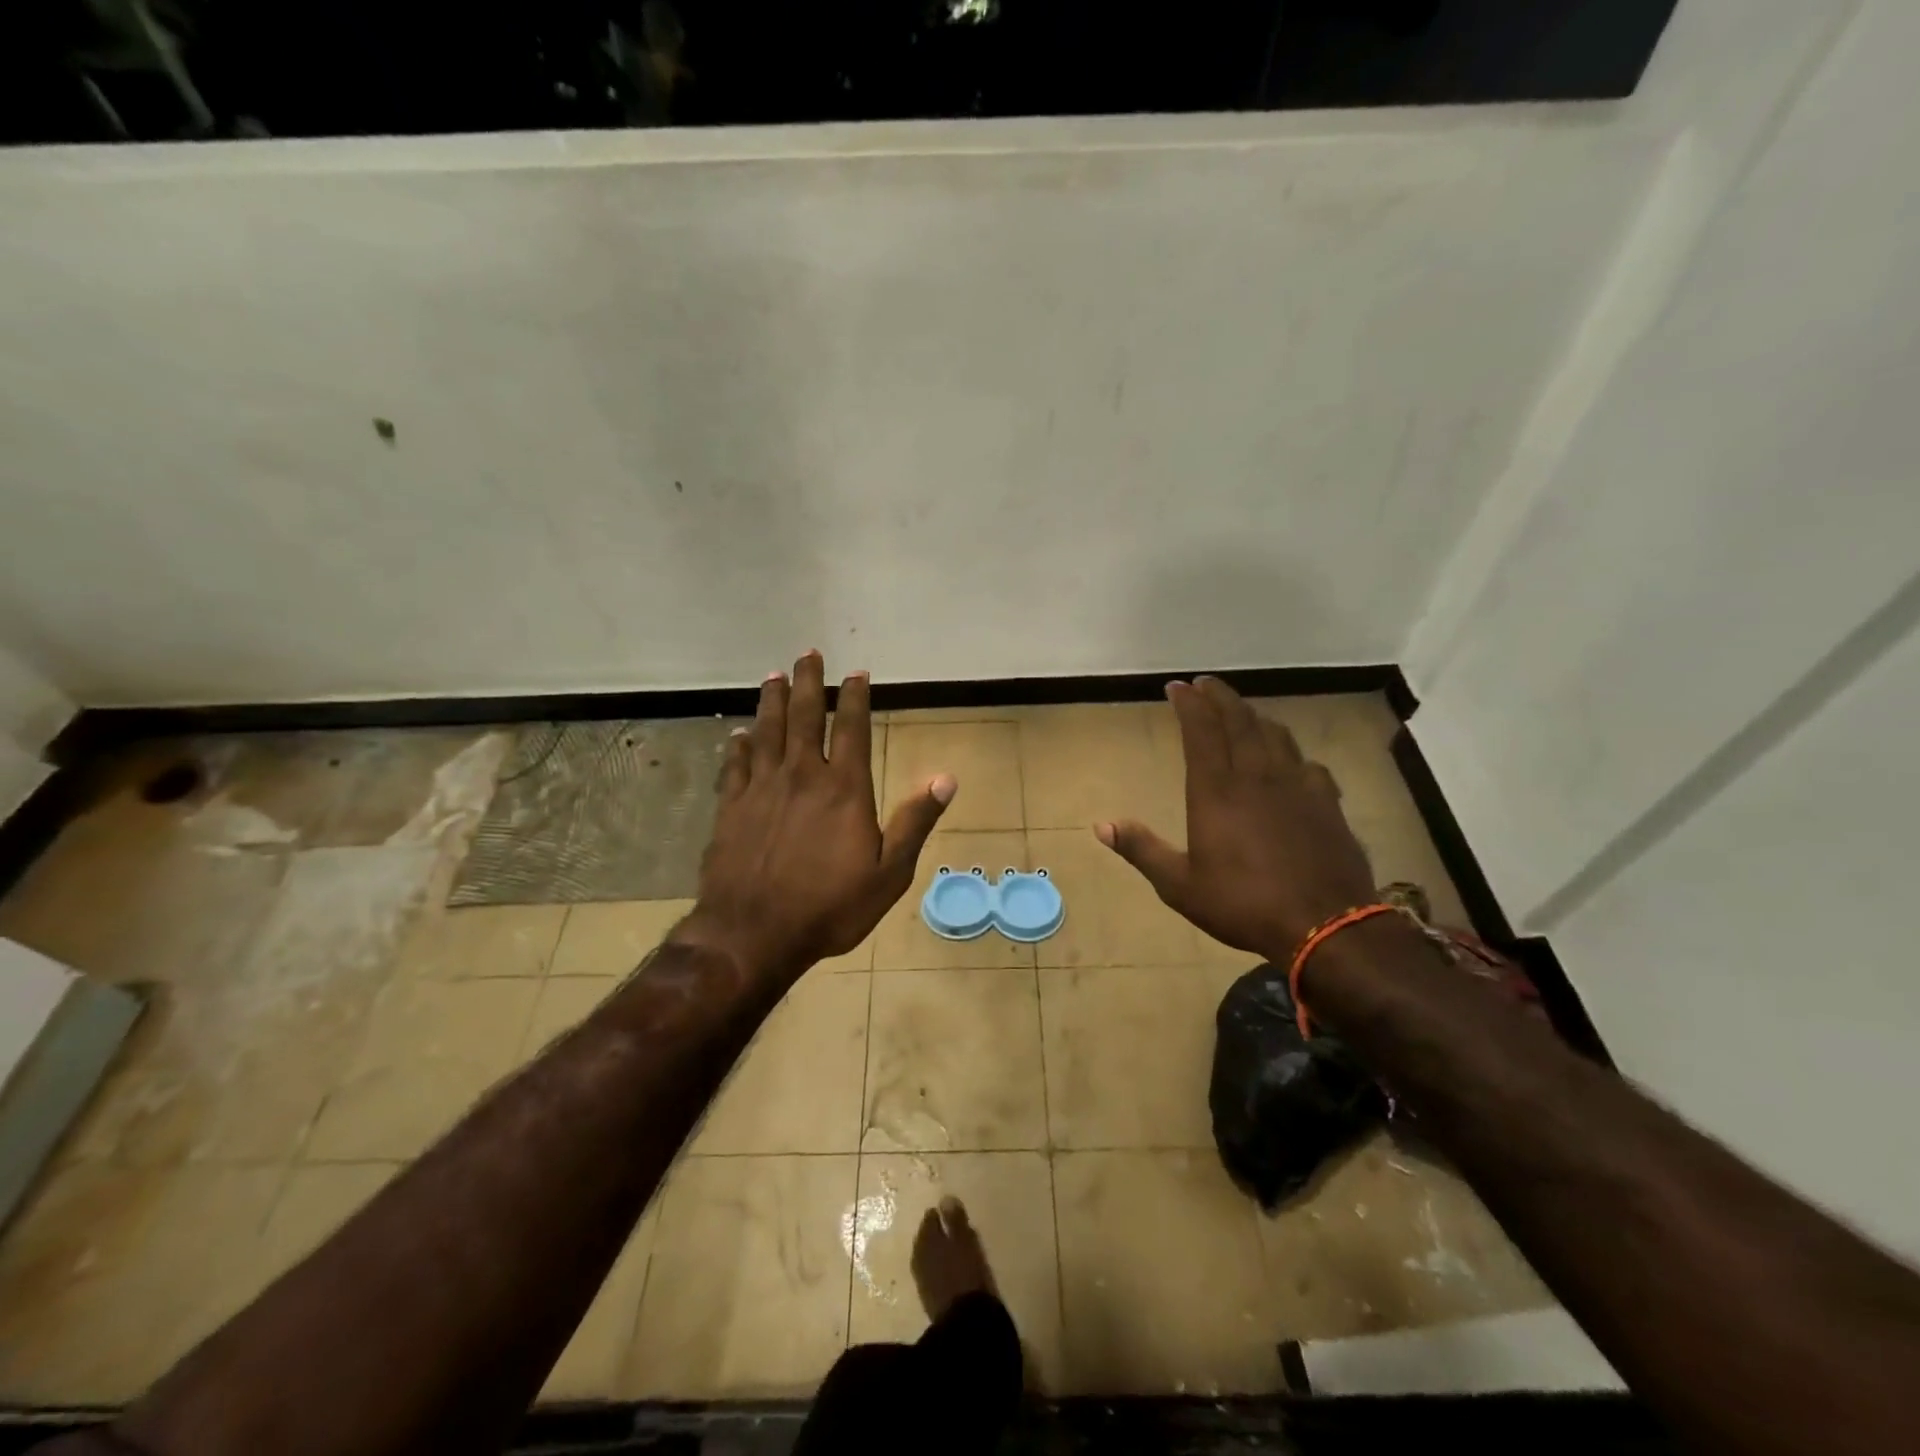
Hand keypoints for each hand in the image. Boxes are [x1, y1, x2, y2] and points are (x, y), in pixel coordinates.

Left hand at [671, 651, 955, 981]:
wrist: (754, 933)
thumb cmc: (830, 906)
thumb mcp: (890, 872)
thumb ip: (915, 821)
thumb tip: (946, 777)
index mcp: (844, 788)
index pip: (851, 728)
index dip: (855, 697)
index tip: (856, 673)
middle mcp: (802, 775)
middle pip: (804, 716)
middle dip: (808, 683)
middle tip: (809, 655)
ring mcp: (762, 788)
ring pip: (767, 731)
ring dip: (772, 701)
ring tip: (774, 676)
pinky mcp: (732, 807)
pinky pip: (736, 765)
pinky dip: (739, 745)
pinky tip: (739, 734)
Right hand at [1097, 677, 1375, 960]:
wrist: (1325, 925)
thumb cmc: (1243, 903)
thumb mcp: (1179, 885)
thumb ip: (1142, 850)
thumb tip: (1101, 825)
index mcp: (1216, 791)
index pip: (1200, 731)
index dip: (1188, 704)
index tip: (1176, 686)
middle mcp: (1256, 776)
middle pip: (1239, 720)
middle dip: (1219, 697)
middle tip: (1205, 683)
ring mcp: (1296, 785)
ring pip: (1275, 734)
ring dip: (1254, 716)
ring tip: (1242, 712)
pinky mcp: (1326, 802)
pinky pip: (1307, 763)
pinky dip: (1291, 752)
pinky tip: (1291, 761)